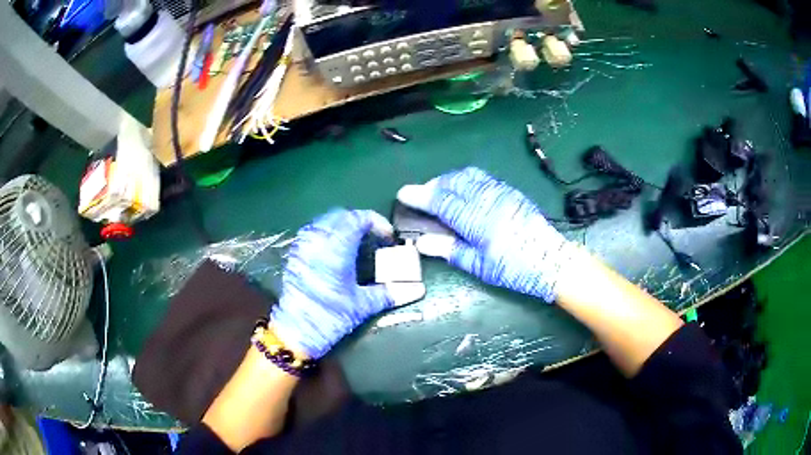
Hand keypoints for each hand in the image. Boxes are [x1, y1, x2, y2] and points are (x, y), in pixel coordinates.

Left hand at [271, 209, 396, 358]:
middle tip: (373, 237)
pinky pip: (313, 233)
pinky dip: (327, 234)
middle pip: (340, 216)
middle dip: (359, 221)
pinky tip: (335, 251)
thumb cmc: (330, 317)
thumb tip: (417, 290)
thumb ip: (389, 293)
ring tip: (356, 243)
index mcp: (336, 248)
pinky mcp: (295, 256)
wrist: (296, 332)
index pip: (357, 219)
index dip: (376, 222)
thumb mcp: (362, 306)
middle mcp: (317, 241)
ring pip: (324, 222)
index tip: (387, 236)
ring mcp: (303, 247)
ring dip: (342, 226)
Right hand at [397, 167, 579, 302]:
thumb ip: (449, 250)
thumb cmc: (514, 269)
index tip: (403, 194)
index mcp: (477, 220)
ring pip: (467, 176)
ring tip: (439, 192)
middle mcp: (488, 199)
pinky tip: (464, 191)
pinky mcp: (510, 191)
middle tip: (420, 196)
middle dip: (432, 185)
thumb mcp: (479, 266)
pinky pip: (482, 178)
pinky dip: (465, 180)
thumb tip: (421, 243)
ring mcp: (501, 192)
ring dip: (448, 180)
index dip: (420, 196)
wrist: (551, 260)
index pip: (441, 201)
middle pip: (452, 182)